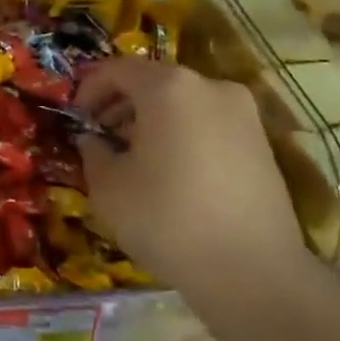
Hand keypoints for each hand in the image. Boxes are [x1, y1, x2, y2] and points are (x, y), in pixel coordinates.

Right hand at [75, 58, 303, 293]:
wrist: (253, 271)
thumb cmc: (166, 219)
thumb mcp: (107, 188)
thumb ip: (93, 152)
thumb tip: (94, 140)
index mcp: (169, 88)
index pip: (117, 69)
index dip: (89, 88)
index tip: (77, 117)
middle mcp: (210, 87)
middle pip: (154, 81)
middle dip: (122, 104)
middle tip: (101, 135)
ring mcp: (243, 113)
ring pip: (184, 102)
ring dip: (153, 119)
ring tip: (135, 156)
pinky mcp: (262, 142)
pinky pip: (209, 123)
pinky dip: (184, 134)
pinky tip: (173, 172)